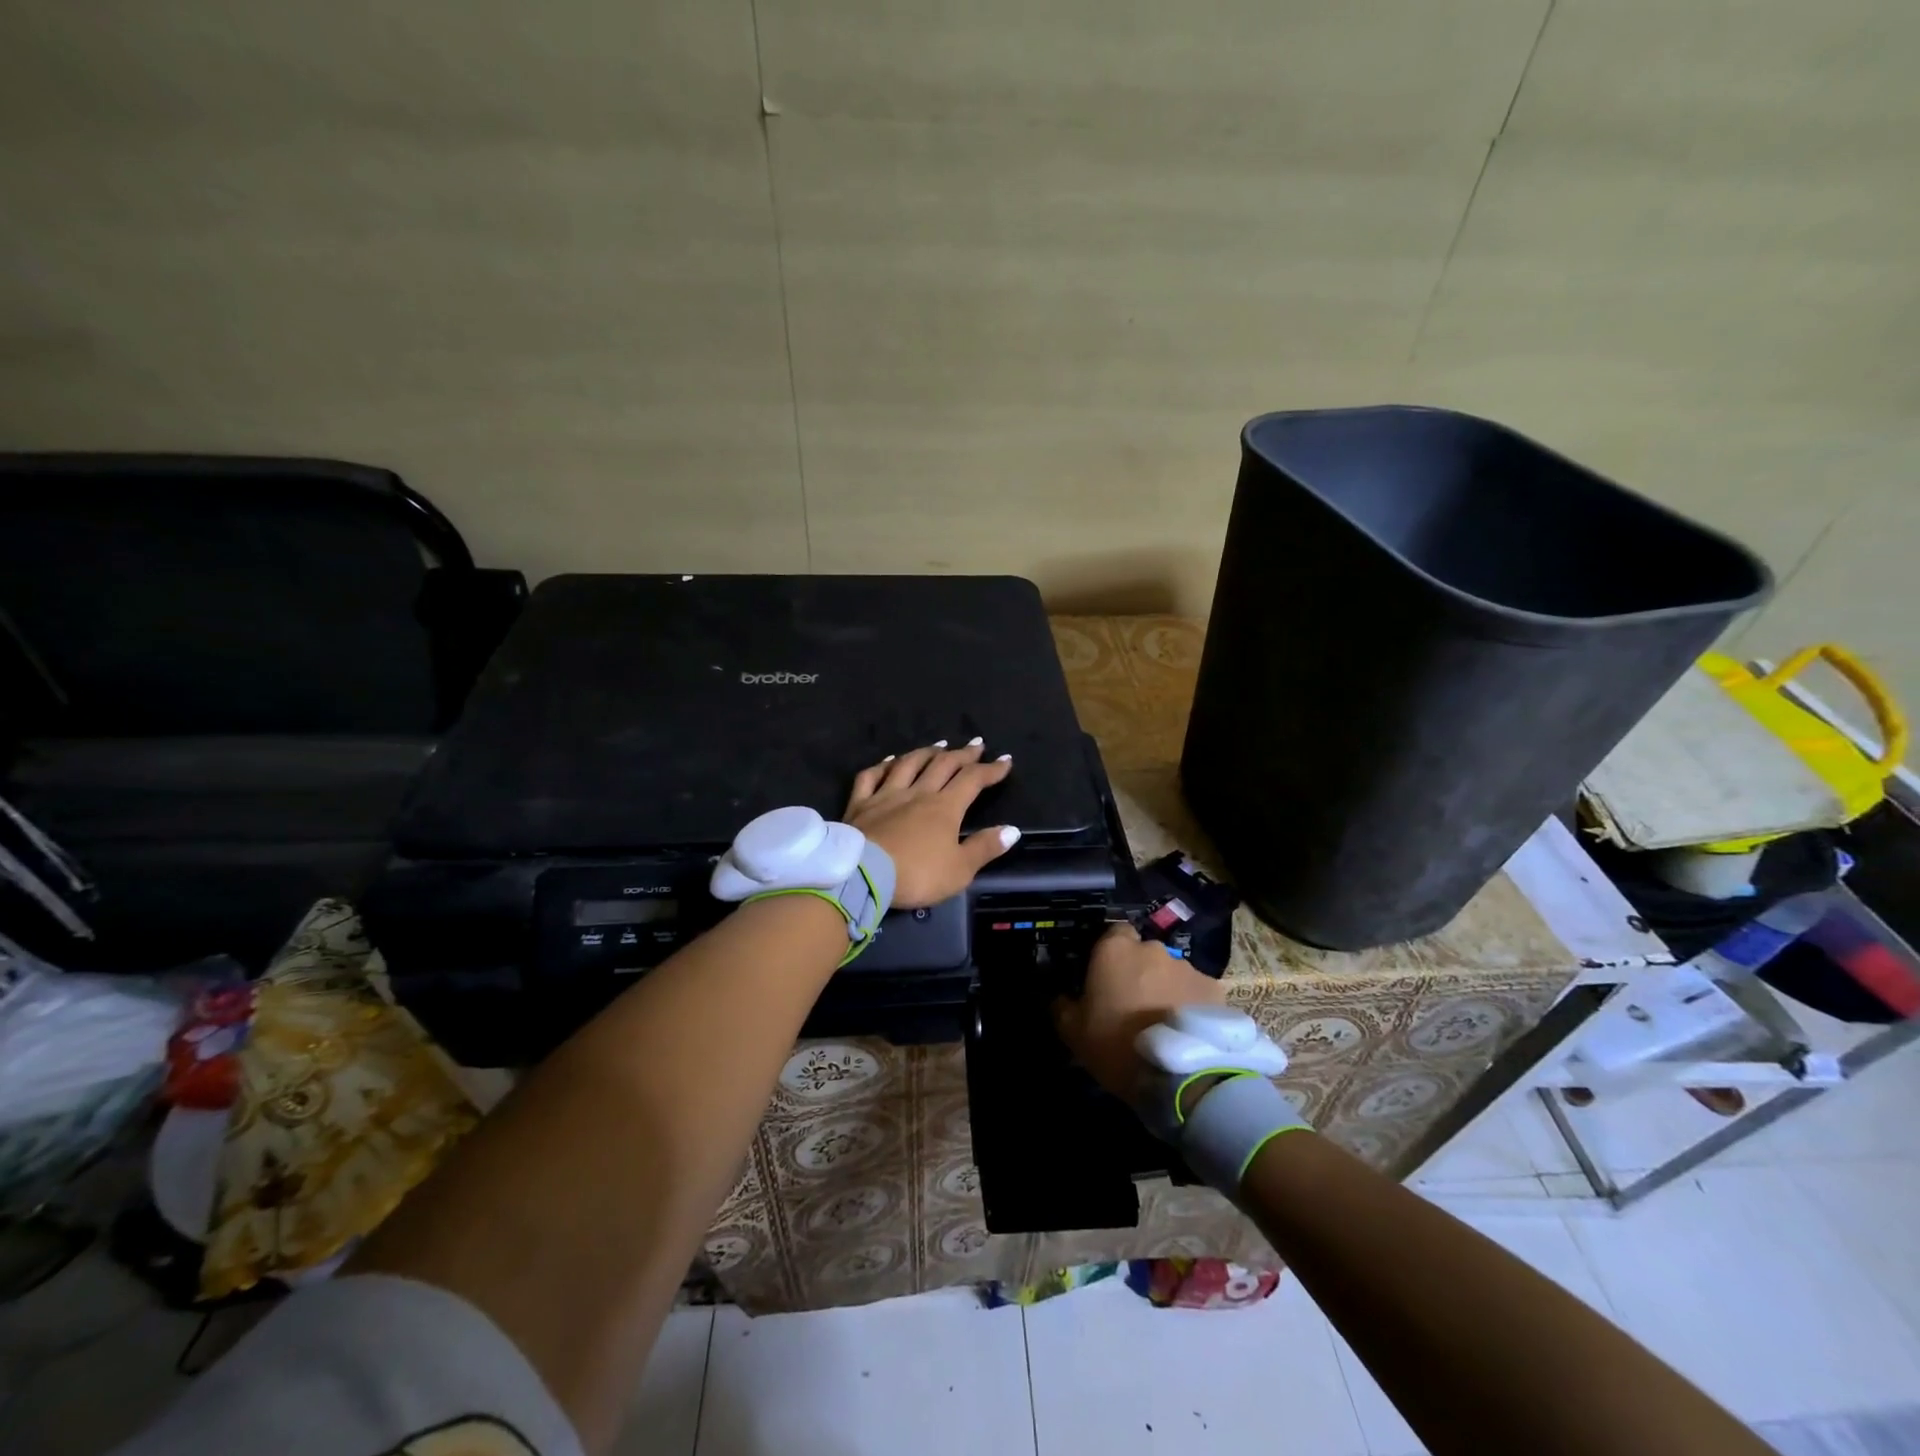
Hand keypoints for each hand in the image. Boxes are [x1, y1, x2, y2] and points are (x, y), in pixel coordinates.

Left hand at [844, 740, 1018, 908]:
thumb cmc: (916, 875)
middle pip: (943, 765)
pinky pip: (871, 776)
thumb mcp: (959, 870)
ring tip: (938, 746)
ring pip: (909, 764)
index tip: (1005, 760)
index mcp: (945, 807)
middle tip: (976, 744)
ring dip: (926, 752)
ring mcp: (886, 795)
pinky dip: (882, 765)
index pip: (973, 780)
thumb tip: (1012, 830)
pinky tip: (890, 760)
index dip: (991, 769)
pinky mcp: (860, 804)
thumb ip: (984, 848)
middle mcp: (918, 793)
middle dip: (963, 754)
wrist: (862, 875)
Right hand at [1054, 921, 1226, 1098]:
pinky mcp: (1215, 989)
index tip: (1106, 976)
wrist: (1180, 1074)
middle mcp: (1153, 949)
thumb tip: (1060, 997)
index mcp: (1115, 950)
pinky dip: (1192, 1004)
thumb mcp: (1073, 1031)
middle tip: (1134, 1003)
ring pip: (1172, 972)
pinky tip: (1189, 1030)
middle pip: (1144, 953)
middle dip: (1140, 972)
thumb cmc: (1116, 1045)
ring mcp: (1188, 967)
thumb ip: (1062, 1005)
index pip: (1113, 932)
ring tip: (1165, 1021)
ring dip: (1166, 987)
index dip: (1110, 953)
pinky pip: (1196, 991)